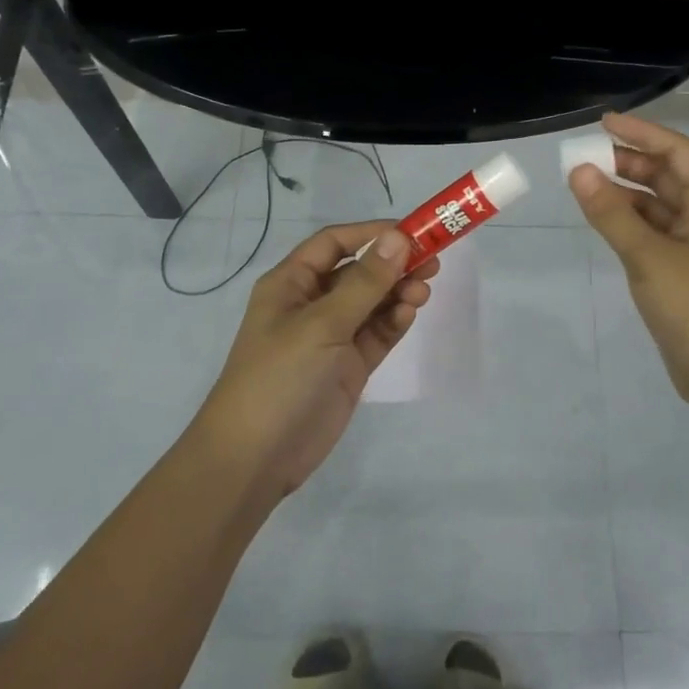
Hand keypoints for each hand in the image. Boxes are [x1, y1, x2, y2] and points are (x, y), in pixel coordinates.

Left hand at [191, 221, 439, 496]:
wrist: (256, 457)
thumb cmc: (279, 376)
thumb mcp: (322, 324)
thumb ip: (364, 282)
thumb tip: (398, 237)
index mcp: (291, 283)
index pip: (334, 243)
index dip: (371, 233)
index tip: (412, 232)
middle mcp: (312, 304)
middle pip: (359, 271)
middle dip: (393, 264)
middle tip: (433, 261)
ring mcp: (332, 337)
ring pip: (373, 302)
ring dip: (398, 292)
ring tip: (423, 292)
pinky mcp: (348, 366)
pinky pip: (377, 333)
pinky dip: (395, 321)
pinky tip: (410, 314)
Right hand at [569, 113, 688, 410]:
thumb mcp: (647, 255)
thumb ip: (611, 213)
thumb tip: (578, 171)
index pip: (676, 152)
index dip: (641, 133)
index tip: (603, 123)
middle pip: (667, 176)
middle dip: (629, 162)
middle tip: (585, 157)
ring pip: (658, 205)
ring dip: (626, 192)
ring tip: (586, 184)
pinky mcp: (684, 270)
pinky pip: (653, 231)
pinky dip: (629, 221)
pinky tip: (603, 219)